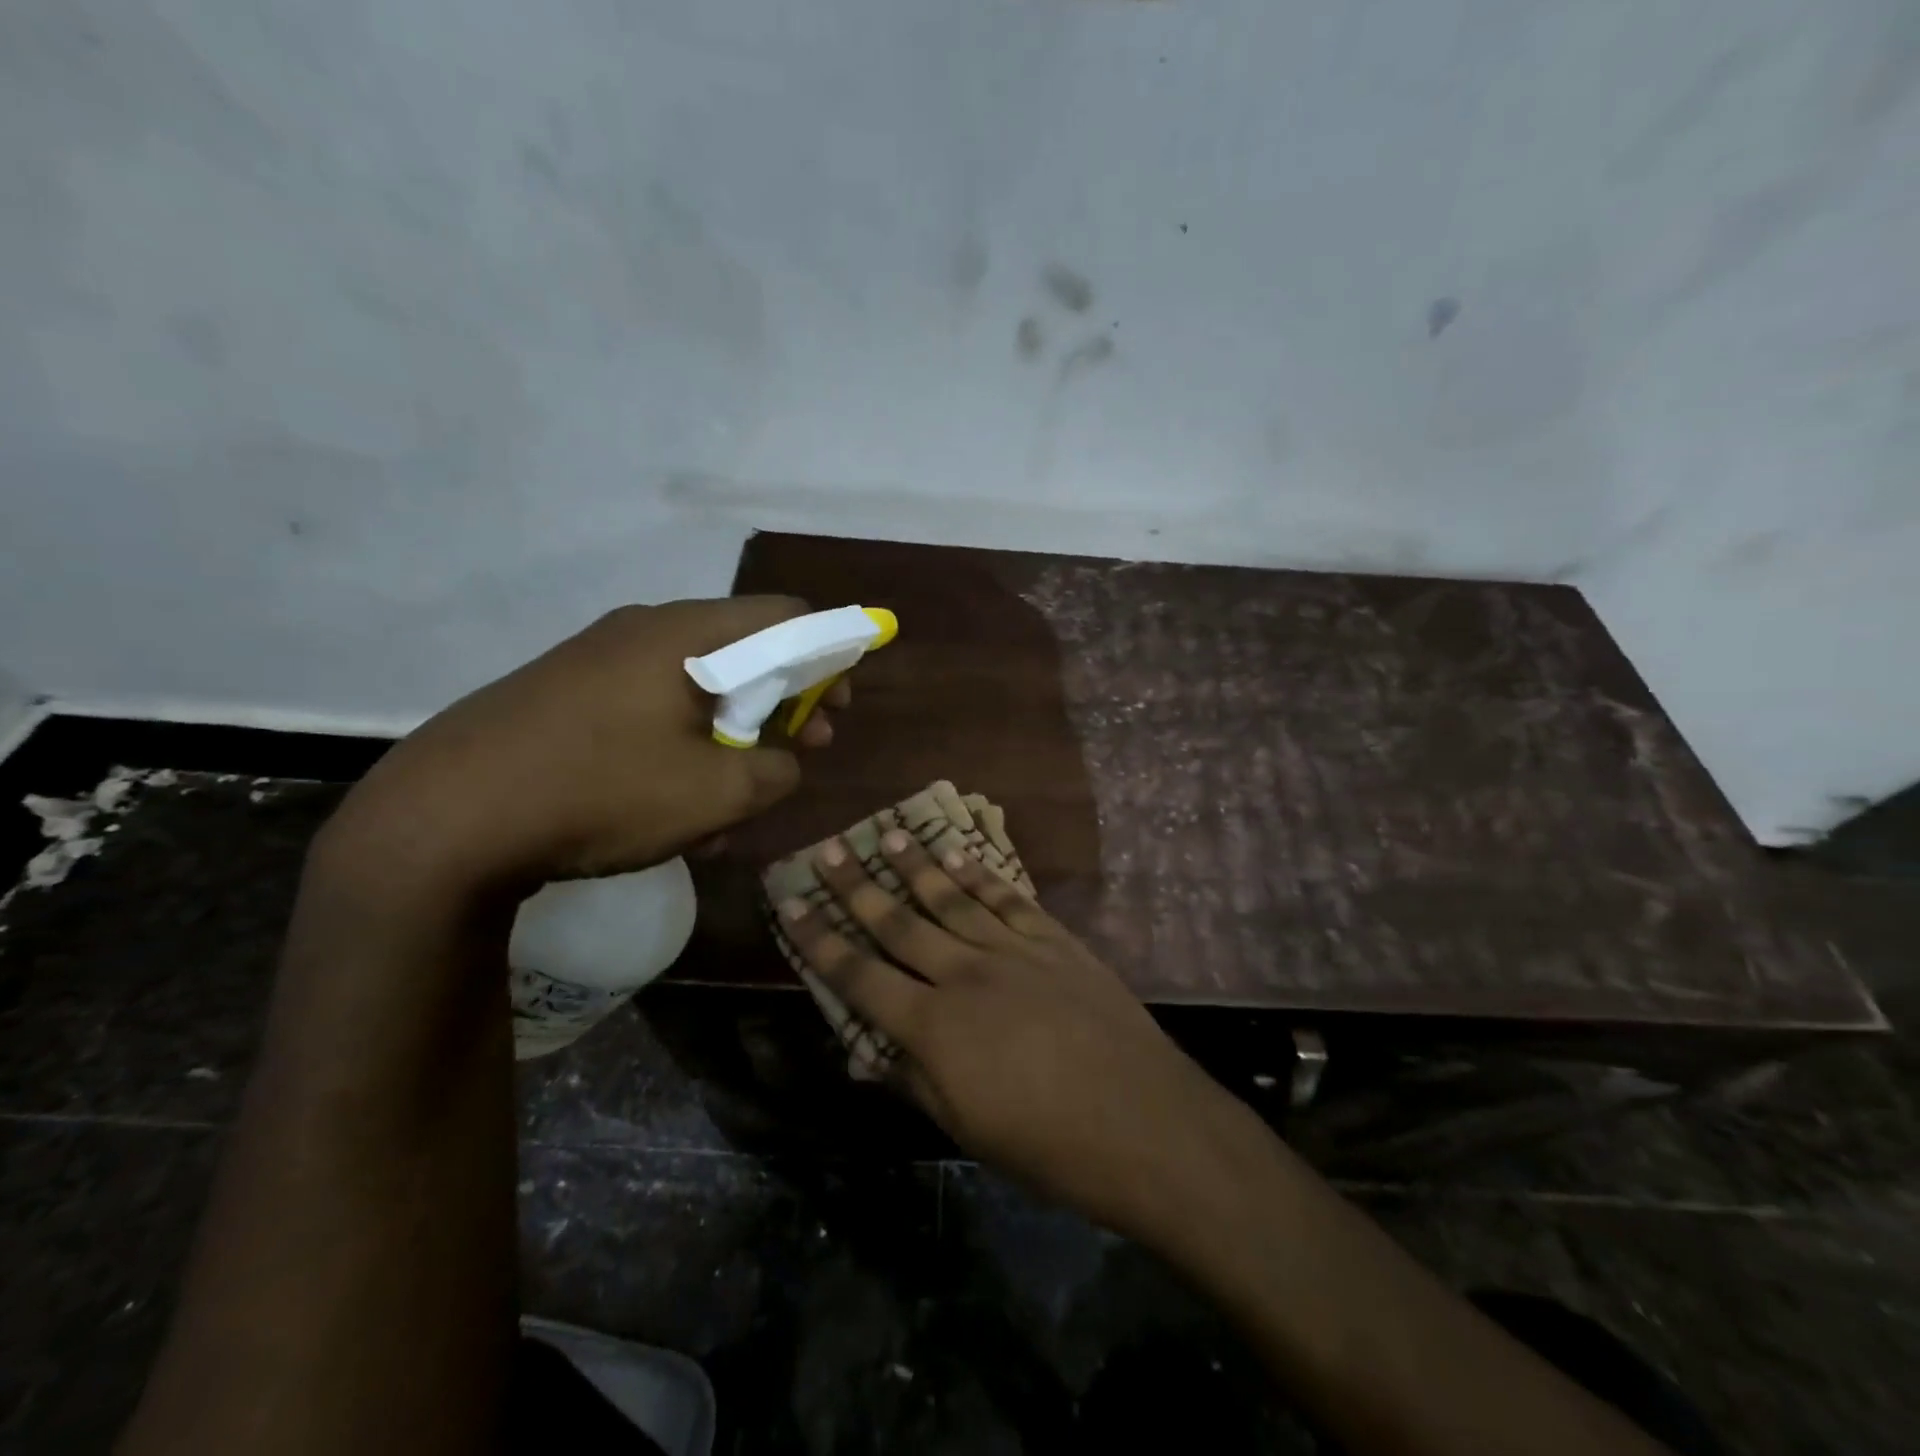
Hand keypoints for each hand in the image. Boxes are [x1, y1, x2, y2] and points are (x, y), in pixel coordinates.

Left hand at [323, 597, 848, 900]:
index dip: (828, 653)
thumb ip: (777, 769)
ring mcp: (595, 662)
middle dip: (782, 703)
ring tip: (728, 803)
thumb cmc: (601, 792)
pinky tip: (670, 807)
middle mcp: (642, 632)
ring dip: (729, 738)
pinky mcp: (563, 696)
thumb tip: (782, 759)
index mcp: (685, 635)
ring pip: (693, 690)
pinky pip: (646, 711)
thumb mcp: (717, 794)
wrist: (442, 822)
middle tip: (798, 750)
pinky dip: (679, 748)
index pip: (785, 614)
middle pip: (741, 650)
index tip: (838, 705)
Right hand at [777, 832, 1253, 1243]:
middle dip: (858, 886)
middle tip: (828, 850)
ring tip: (887, 835)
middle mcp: (965, 974)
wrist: (1145, 1123)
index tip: (793, 902)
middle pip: (900, 922)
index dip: (821, 939)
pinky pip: (1008, 900)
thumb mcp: (967, 1128)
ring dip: (916, 866)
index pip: (860, 975)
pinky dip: (980, 875)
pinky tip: (959, 855)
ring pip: (952, 898)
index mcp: (934, 1026)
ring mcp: (1014, 951)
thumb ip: (913, 1080)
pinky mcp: (1055, 941)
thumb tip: (865, 1052)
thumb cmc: (1050, 1146)